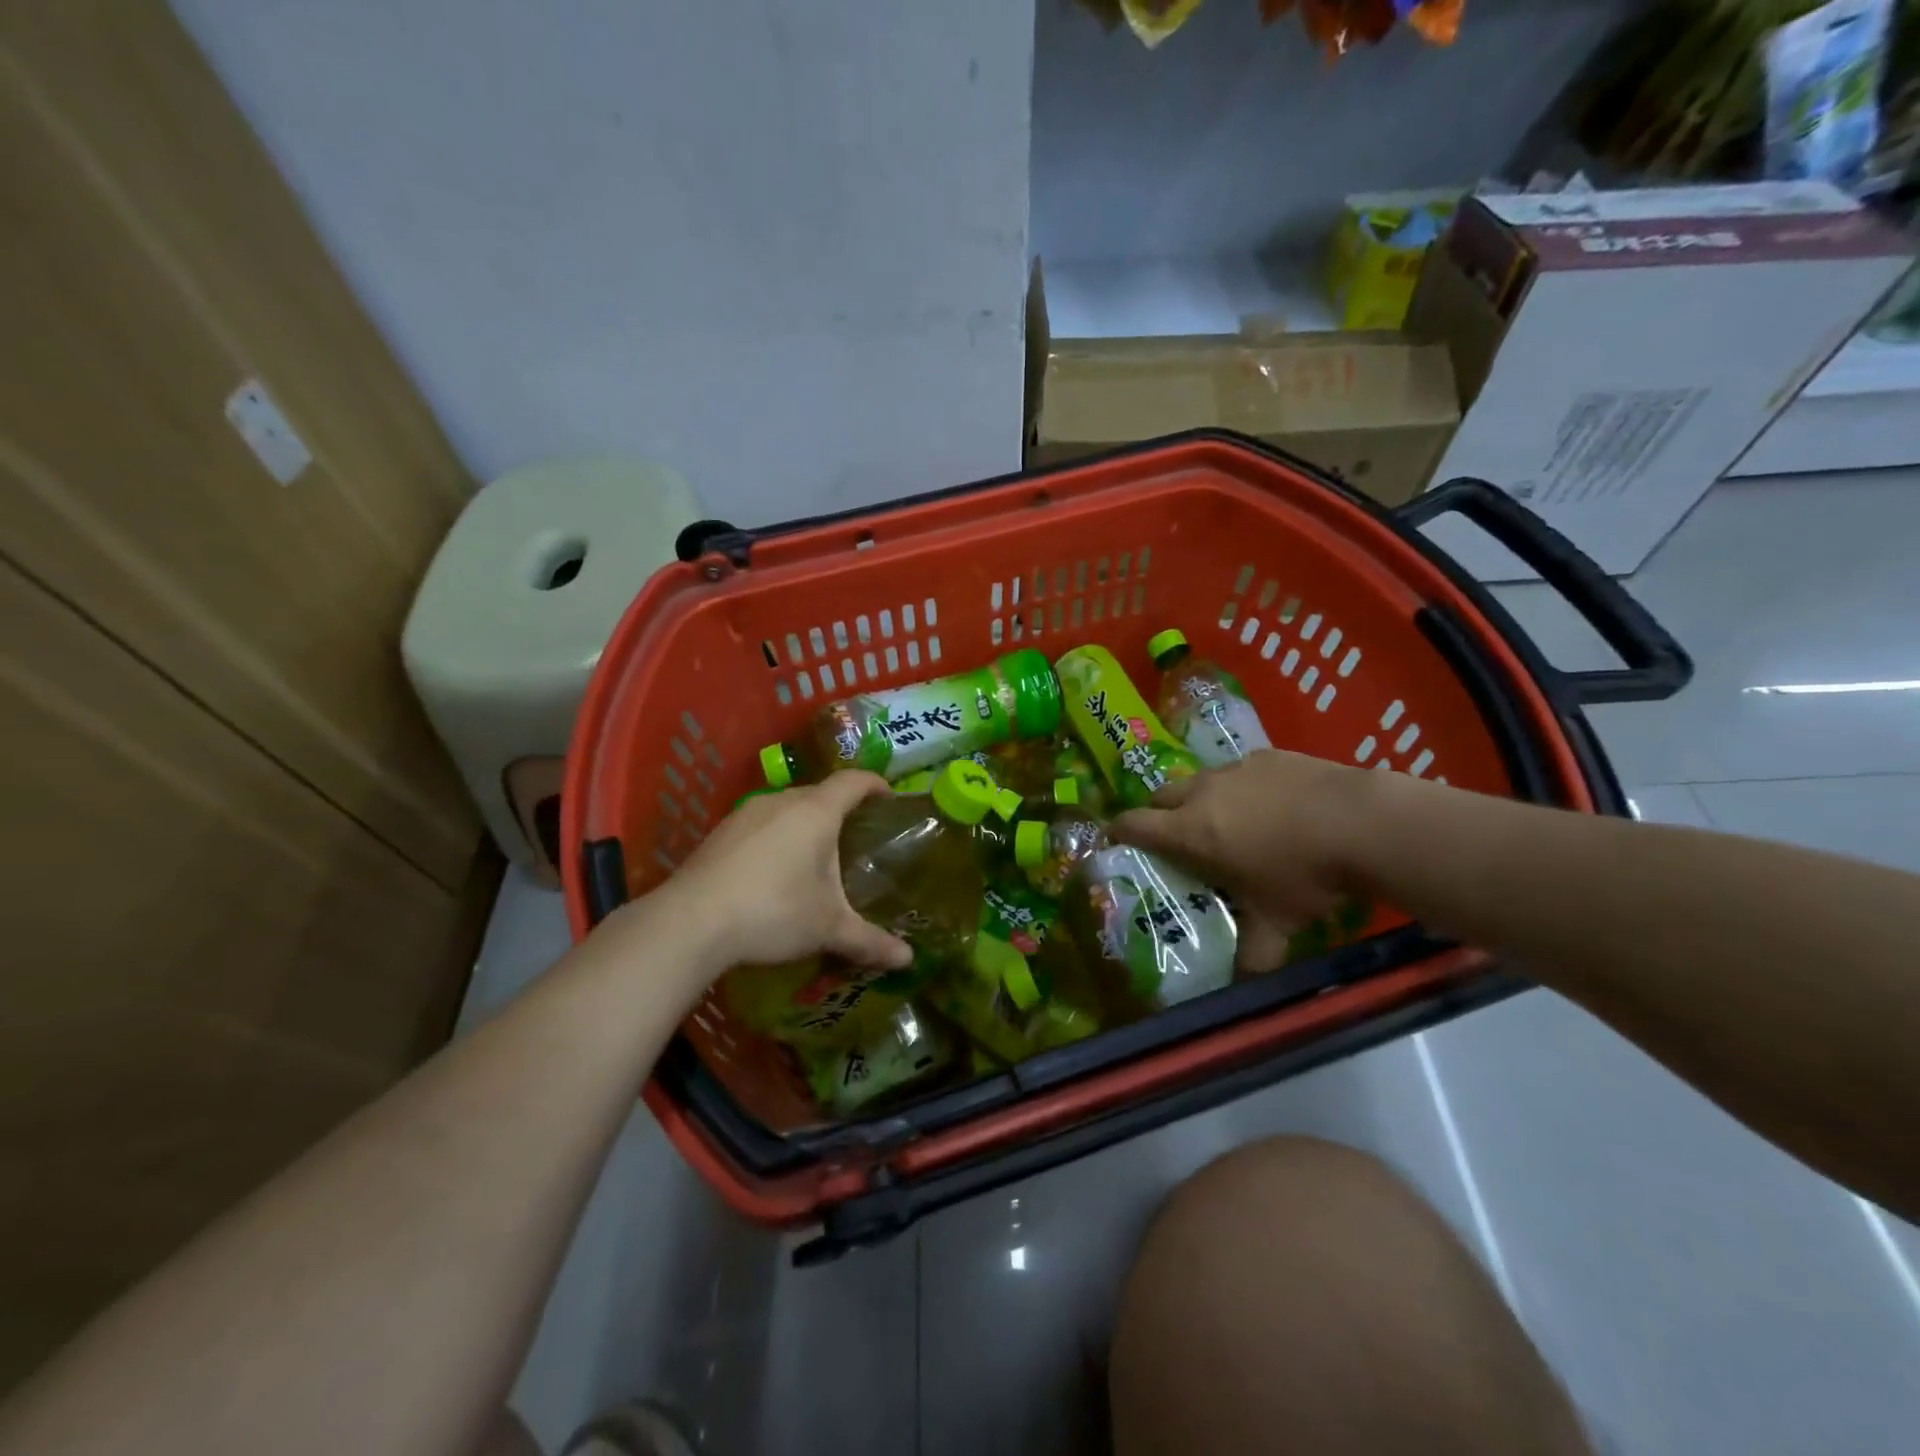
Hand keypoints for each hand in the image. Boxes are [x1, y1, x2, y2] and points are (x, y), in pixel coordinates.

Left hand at [655, 772, 913, 975]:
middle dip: (840, 811)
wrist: (690, 922)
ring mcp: (745, 814)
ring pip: (787, 809)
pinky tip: (772, 873)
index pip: (853, 781)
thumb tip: (908, 960)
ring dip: (805, 825)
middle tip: (856, 838)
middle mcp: (781, 801)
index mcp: (816, 812)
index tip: (889, 797)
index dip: (875, 784)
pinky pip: (761, 825)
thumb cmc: (773, 911)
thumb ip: (869, 941)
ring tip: (815, 858)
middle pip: (819, 794)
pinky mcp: (719, 833)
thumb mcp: (827, 928)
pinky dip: (776, 839)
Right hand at [1111, 750, 1373, 971]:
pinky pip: (1241, 769)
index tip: (1116, 840)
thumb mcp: (1277, 923)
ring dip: (1202, 799)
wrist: (1361, 822)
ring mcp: (1236, 768)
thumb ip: (1254, 955)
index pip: (1133, 823)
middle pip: (1161, 795)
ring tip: (1230, 822)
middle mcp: (1203, 792)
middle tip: (1177, 838)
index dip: (1119, 831)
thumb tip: (1244, 988)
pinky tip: (1274, 805)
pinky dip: (1243, 787)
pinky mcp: (1269, 755)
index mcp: (1190, 830)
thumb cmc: (1305, 875)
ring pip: (1201, 780)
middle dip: (1160, 814)